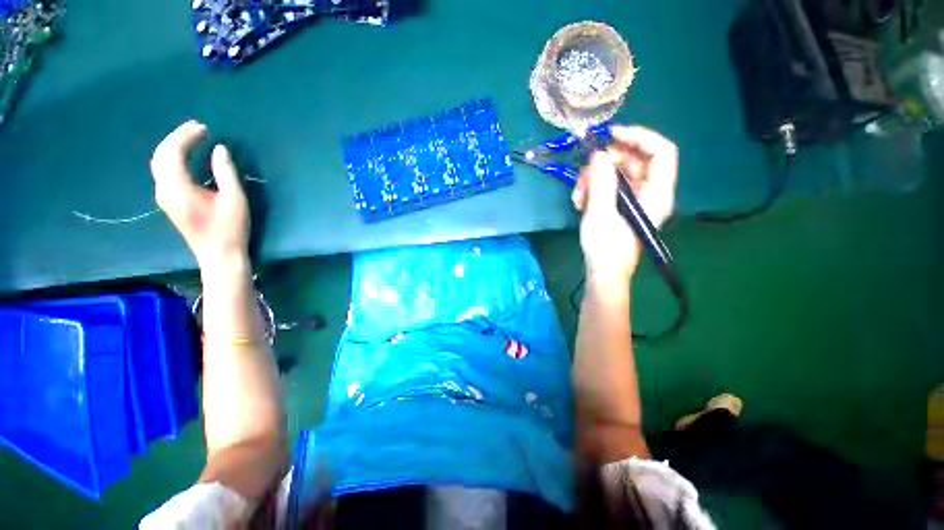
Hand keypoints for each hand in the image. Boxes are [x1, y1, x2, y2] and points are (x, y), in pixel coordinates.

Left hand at [150, 120, 249, 270]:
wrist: (219, 255)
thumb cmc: (230, 228)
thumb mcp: (234, 200)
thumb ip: (225, 172)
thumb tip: (219, 149)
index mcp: (178, 189)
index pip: (173, 153)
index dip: (186, 137)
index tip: (204, 128)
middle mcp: (164, 190)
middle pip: (160, 155)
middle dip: (176, 137)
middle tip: (197, 128)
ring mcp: (163, 197)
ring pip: (159, 163)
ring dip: (173, 146)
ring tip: (192, 137)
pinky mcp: (168, 201)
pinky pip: (163, 172)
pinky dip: (172, 158)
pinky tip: (186, 156)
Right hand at [572, 125, 677, 280]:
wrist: (602, 272)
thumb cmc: (605, 248)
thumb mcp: (600, 213)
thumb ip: (601, 182)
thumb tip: (598, 154)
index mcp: (656, 194)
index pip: (661, 153)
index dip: (639, 137)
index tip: (611, 135)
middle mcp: (649, 192)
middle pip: (635, 160)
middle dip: (606, 162)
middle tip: (585, 170)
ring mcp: (634, 199)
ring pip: (618, 173)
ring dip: (594, 178)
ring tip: (578, 195)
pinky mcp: (620, 205)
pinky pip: (609, 186)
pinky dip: (593, 188)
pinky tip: (580, 202)